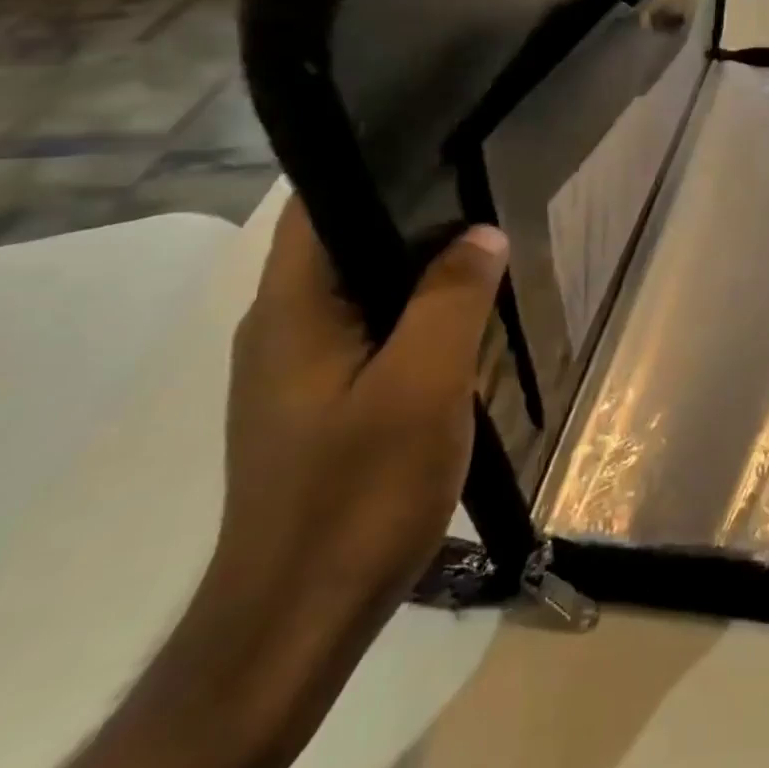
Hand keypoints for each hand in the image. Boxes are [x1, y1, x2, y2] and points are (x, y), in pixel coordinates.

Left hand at [217, 200, 508, 626]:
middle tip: (485, 197)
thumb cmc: (358, 491)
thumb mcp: (423, 384)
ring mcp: (298, 368)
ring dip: (418, 269)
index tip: (443, 149)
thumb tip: (483, 233)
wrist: (299, 619)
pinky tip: (460, 321)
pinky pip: (370, 330)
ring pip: (363, 288)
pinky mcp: (319, 400)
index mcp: (291, 309)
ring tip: (484, 248)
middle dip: (413, 216)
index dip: (374, 165)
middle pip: (345, 242)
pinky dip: (413, 313)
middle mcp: (283, 327)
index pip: (317, 206)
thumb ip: (453, 298)